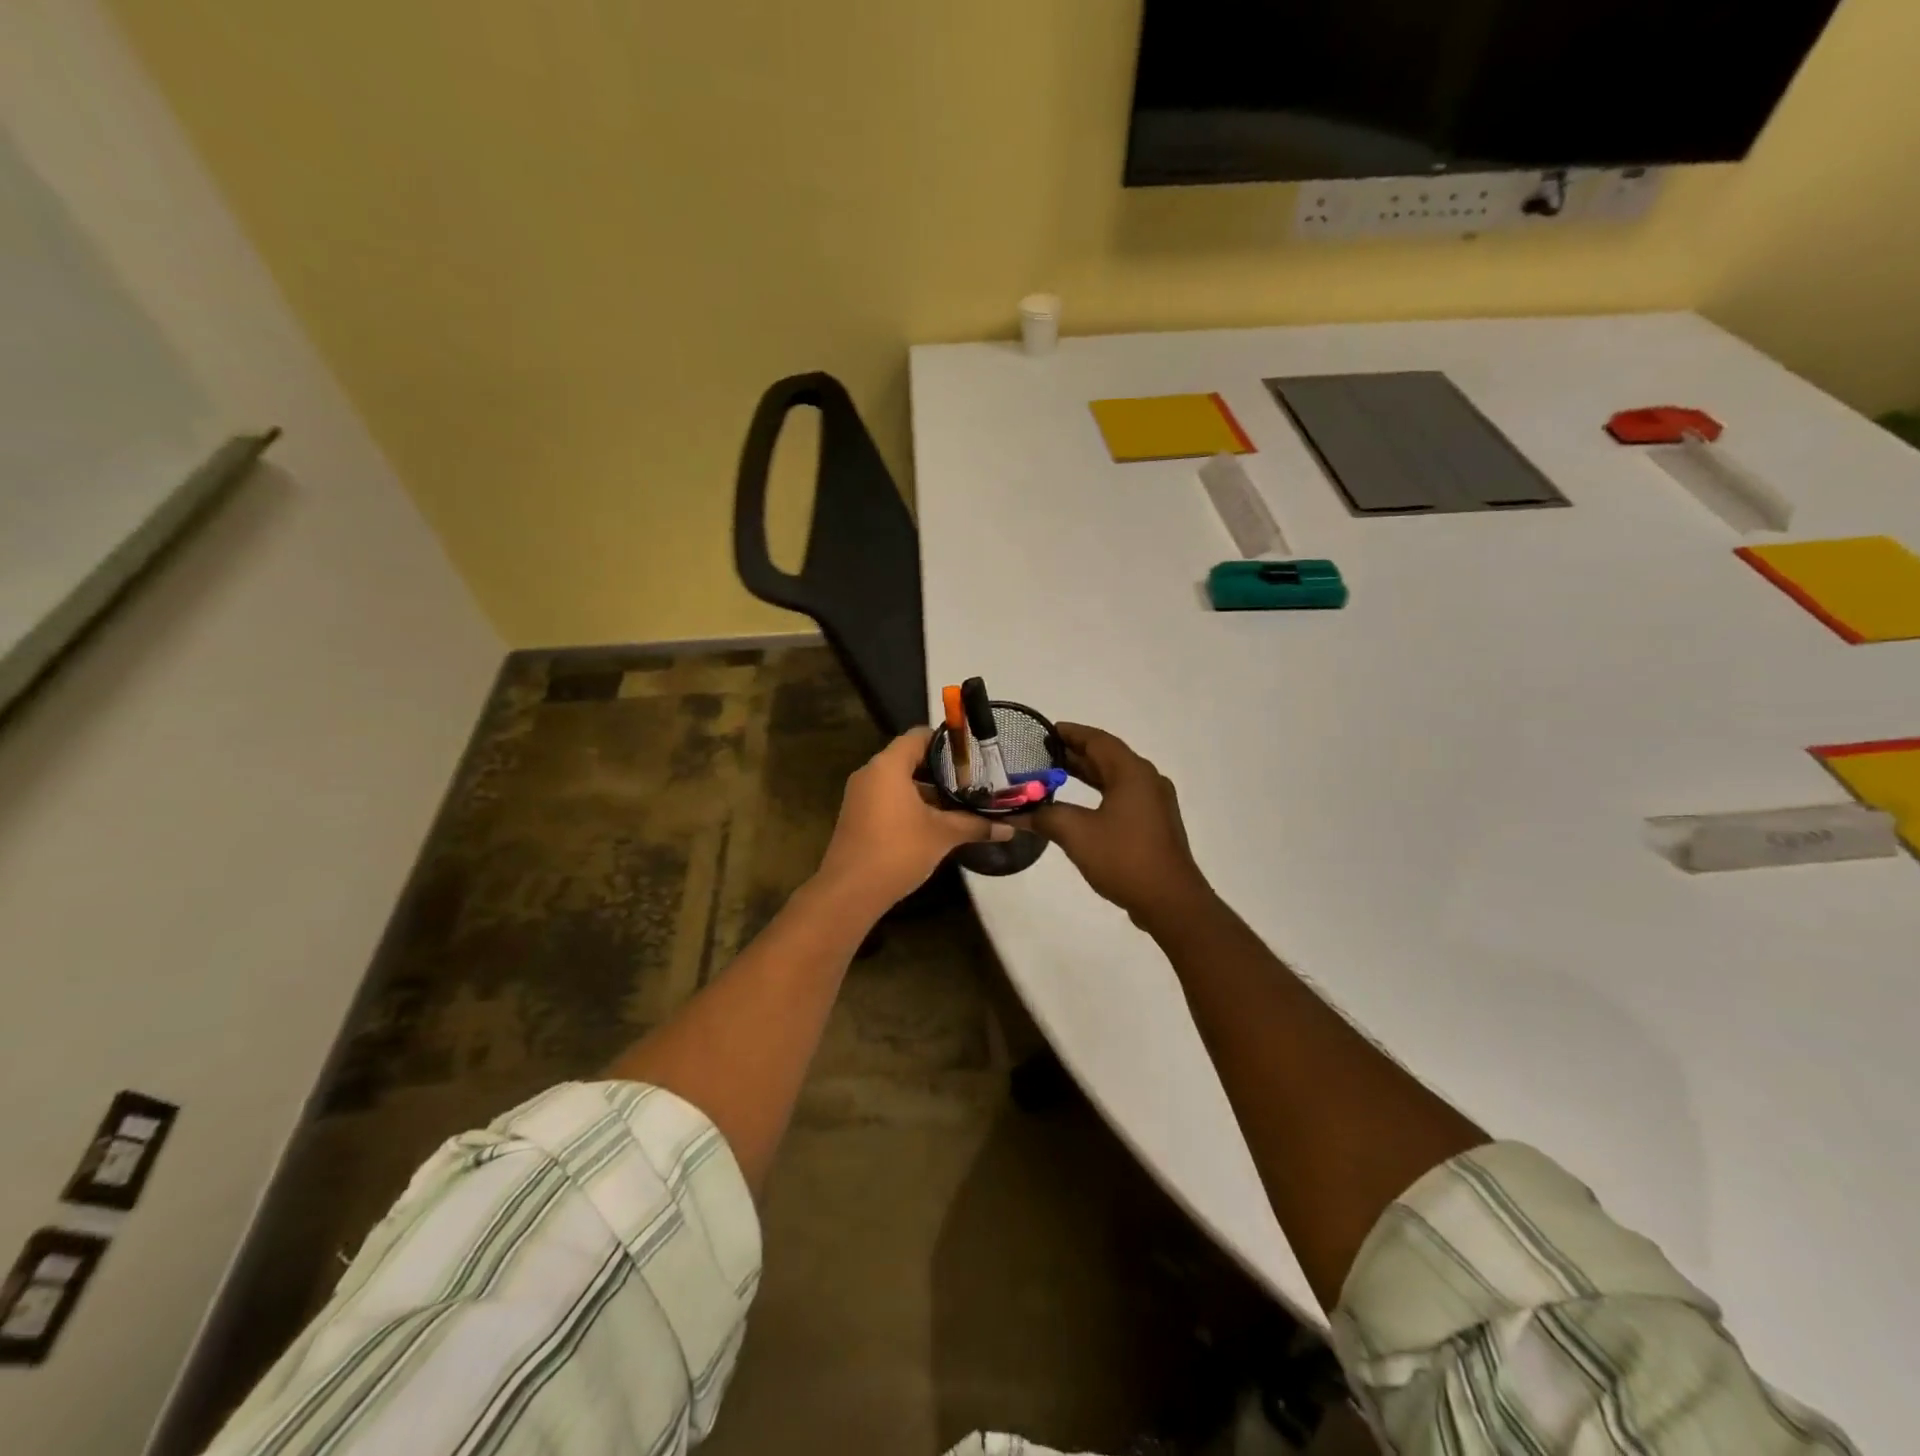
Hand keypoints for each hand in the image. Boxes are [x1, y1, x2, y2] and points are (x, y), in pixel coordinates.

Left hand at [814, 728, 1010, 915]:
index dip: (946, 741)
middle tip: (973, 780)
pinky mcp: (858, 816)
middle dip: (941, 770)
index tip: (972, 755)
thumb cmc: (898, 850)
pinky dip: (911, 804)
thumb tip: (1010, 828)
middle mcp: (871, 773)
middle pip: (910, 758)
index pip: (919, 736)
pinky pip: (888, 798)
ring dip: (928, 791)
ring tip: (960, 802)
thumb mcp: (942, 835)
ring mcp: (861, 795)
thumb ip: (975, 825)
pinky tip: (935, 822)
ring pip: (900, 781)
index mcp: (888, 766)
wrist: (850, 891)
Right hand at [1031, 723, 1214, 931]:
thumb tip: (1018, 812)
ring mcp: (1155, 803)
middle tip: (1042, 753)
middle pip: (1107, 757)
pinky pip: (1123, 797)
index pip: (1098, 740)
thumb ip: (1046, 817)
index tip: (1046, 731)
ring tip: (1055, 775)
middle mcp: (1147, 780)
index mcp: (1132, 773)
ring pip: (1115, 778)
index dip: (1071, 733)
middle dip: (1075, 754)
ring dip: (1087, 775)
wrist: (1170, 901)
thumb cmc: (1124, 858)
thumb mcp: (1076, 834)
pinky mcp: (1155, 824)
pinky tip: (1079, 807)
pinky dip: (1099, 794)